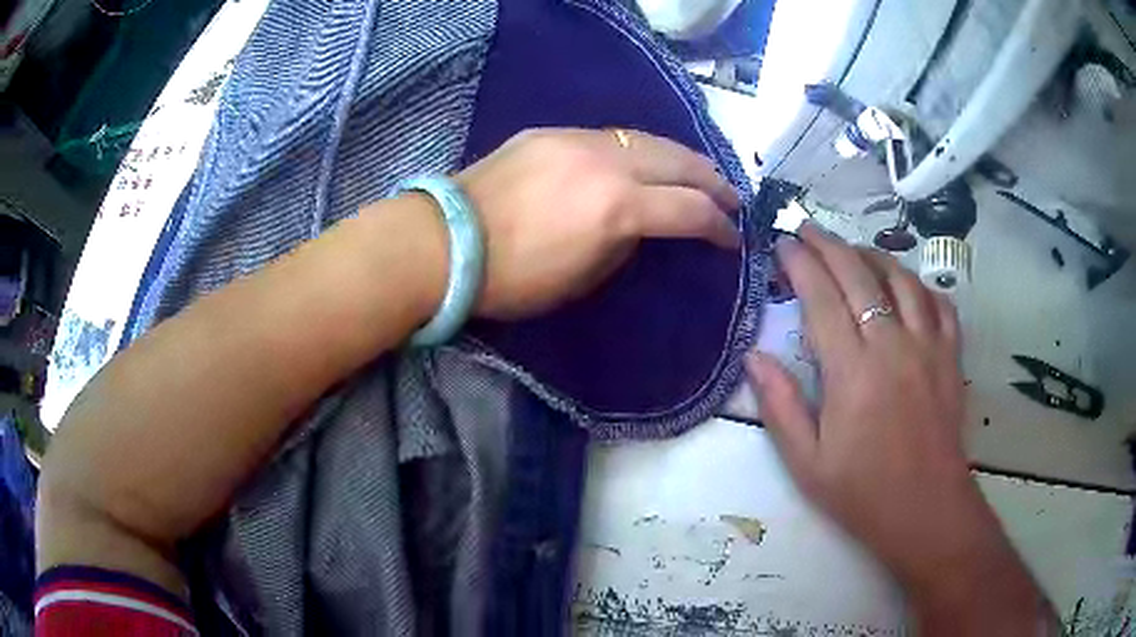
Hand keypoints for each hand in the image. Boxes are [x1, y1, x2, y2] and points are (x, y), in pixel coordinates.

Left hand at [455, 128, 739, 318]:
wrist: (447, 242)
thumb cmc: (515, 278)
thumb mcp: (584, 277)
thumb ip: (625, 243)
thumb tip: (642, 225)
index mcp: (618, 207)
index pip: (690, 211)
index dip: (719, 227)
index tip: (732, 239)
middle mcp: (608, 162)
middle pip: (680, 162)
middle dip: (713, 181)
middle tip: (731, 197)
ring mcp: (578, 140)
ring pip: (648, 140)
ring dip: (681, 159)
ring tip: (697, 173)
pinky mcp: (552, 132)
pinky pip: (611, 137)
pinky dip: (639, 150)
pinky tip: (642, 162)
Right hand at [746, 223, 1047, 633]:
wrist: (926, 511)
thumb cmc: (862, 493)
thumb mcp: (807, 463)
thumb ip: (781, 405)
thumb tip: (755, 356)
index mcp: (853, 372)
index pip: (822, 298)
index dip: (800, 265)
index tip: (782, 243)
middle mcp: (893, 345)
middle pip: (859, 275)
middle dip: (829, 245)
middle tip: (807, 228)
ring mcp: (929, 346)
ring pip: (901, 279)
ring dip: (873, 255)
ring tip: (852, 251)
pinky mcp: (951, 357)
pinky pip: (939, 303)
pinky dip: (919, 285)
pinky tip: (907, 286)